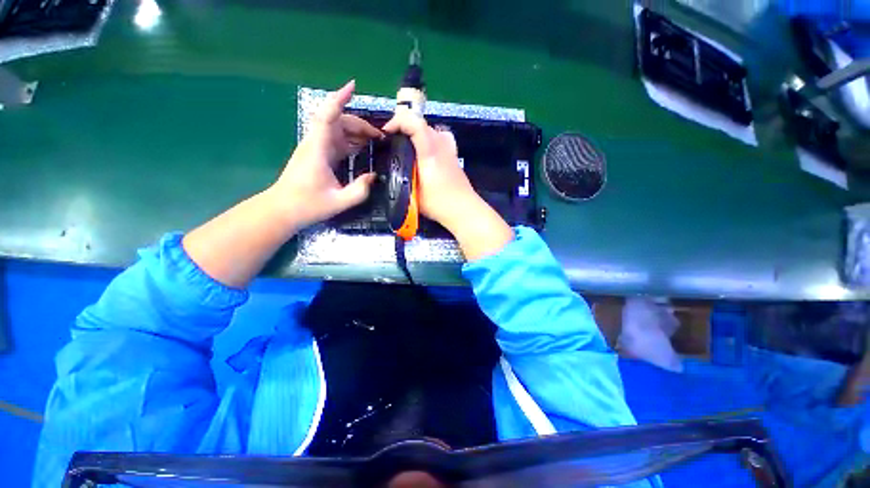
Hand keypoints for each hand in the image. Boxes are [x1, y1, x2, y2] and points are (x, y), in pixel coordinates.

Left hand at [270, 80, 381, 229]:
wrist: (281, 209)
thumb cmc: (307, 205)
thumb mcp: (339, 202)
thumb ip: (360, 190)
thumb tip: (373, 176)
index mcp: (318, 149)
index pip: (328, 115)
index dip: (339, 98)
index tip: (353, 86)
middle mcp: (315, 143)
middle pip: (338, 121)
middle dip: (360, 124)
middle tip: (380, 137)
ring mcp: (315, 148)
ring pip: (337, 130)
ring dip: (356, 132)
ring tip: (375, 142)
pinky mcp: (316, 154)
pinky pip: (336, 140)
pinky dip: (350, 141)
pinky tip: (362, 148)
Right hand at [382, 111, 477, 230]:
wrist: (464, 210)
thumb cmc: (438, 204)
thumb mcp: (413, 193)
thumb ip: (403, 178)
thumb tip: (395, 167)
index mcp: (429, 152)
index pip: (415, 122)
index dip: (398, 121)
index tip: (387, 133)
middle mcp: (441, 146)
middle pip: (422, 124)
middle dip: (404, 128)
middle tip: (394, 143)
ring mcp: (450, 151)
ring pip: (432, 130)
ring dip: (417, 133)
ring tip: (409, 147)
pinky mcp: (454, 158)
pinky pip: (441, 139)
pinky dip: (431, 139)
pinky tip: (427, 153)